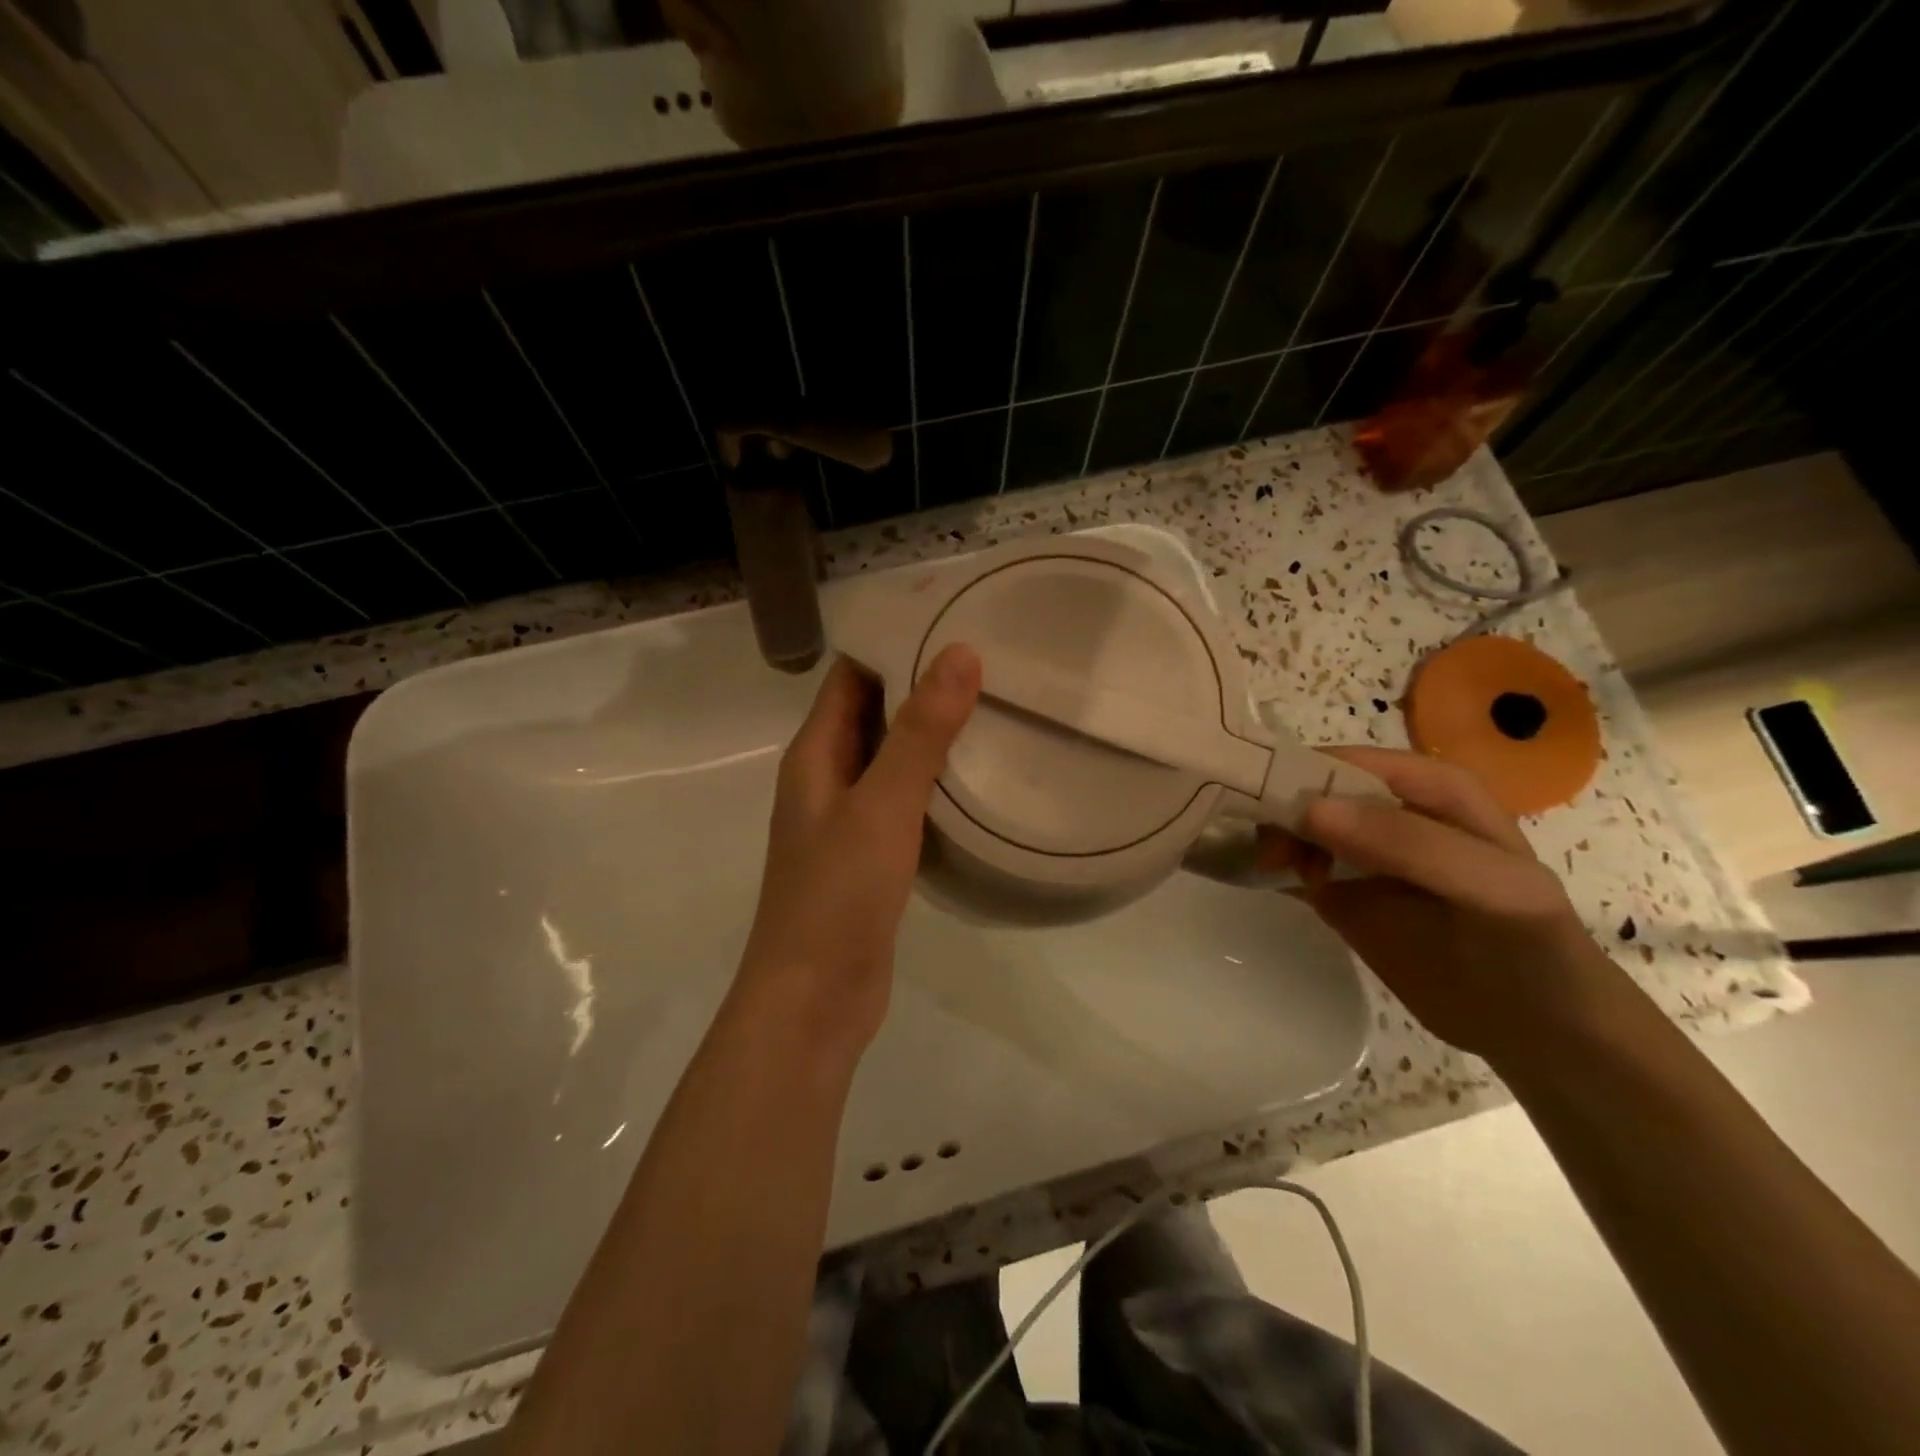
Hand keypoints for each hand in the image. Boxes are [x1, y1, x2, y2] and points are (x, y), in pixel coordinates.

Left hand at [738, 645, 981, 1053]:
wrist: (814, 1000)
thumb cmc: (837, 895)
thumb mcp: (882, 805)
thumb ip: (920, 732)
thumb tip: (959, 653)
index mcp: (814, 755)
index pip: (850, 676)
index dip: (892, 643)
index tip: (951, 619)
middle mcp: (825, 779)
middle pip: (872, 713)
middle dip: (920, 686)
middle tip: (989, 660)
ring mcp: (847, 821)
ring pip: (890, 759)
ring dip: (930, 735)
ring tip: (994, 708)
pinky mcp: (870, 857)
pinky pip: (903, 802)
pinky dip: (933, 783)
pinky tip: (978, 780)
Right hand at [1261, 746, 1630, 1064]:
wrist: (1540, 1032)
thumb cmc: (1531, 947)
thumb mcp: (1489, 886)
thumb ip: (1407, 843)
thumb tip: (1308, 809)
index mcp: (1431, 788)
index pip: (1352, 762)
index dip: (1304, 771)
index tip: (1257, 796)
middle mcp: (1390, 811)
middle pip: (1316, 790)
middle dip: (1282, 808)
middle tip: (1265, 847)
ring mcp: (1362, 853)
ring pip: (1300, 826)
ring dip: (1276, 839)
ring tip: (1269, 868)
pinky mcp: (1342, 893)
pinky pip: (1297, 866)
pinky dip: (1274, 866)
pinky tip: (1265, 878)